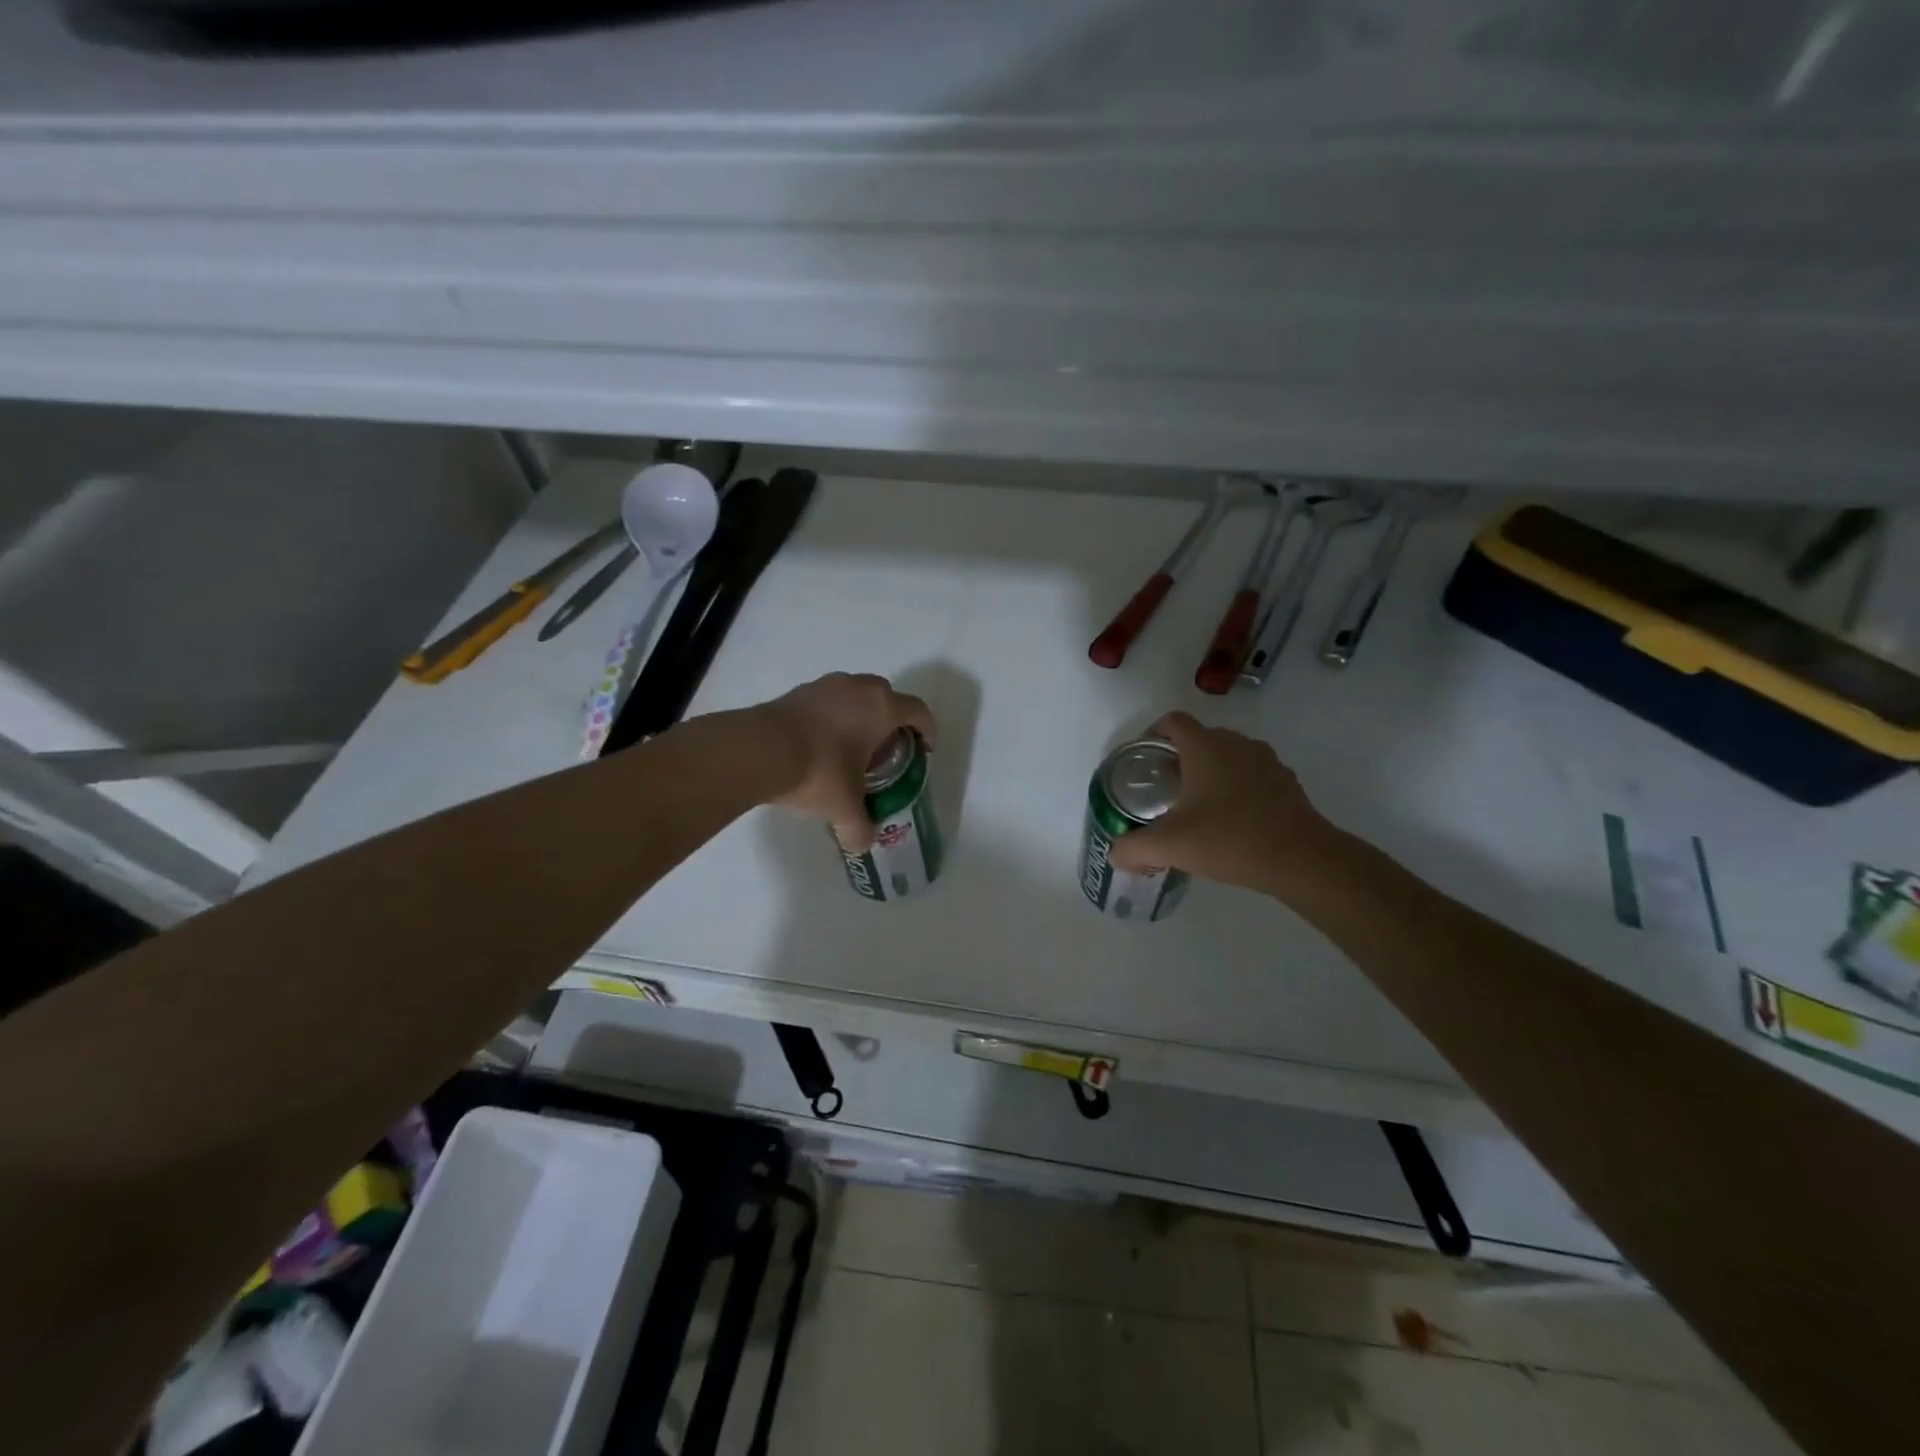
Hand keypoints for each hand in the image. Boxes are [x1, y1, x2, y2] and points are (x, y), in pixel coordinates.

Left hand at [759, 673, 936, 852]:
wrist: (758, 750)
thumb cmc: (817, 771)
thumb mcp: (843, 807)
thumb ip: (858, 828)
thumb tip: (862, 845)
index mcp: (881, 708)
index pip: (918, 711)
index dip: (927, 729)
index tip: (925, 748)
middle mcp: (857, 688)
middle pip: (887, 696)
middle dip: (893, 720)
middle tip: (888, 748)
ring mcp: (825, 685)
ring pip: (855, 694)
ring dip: (861, 714)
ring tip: (853, 745)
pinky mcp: (797, 691)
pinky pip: (828, 700)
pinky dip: (832, 716)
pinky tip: (822, 743)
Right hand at [1106, 711, 1338, 896]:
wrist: (1301, 860)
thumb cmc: (1230, 840)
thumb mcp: (1170, 846)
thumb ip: (1133, 848)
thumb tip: (1116, 854)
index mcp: (1205, 747)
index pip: (1173, 721)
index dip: (1153, 734)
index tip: (1144, 760)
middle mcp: (1236, 744)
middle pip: (1200, 738)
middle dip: (1179, 757)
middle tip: (1164, 789)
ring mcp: (1266, 762)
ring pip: (1228, 756)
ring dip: (1210, 772)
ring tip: (1197, 806)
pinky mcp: (1286, 783)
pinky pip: (1252, 775)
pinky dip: (1237, 788)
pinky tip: (1231, 821)